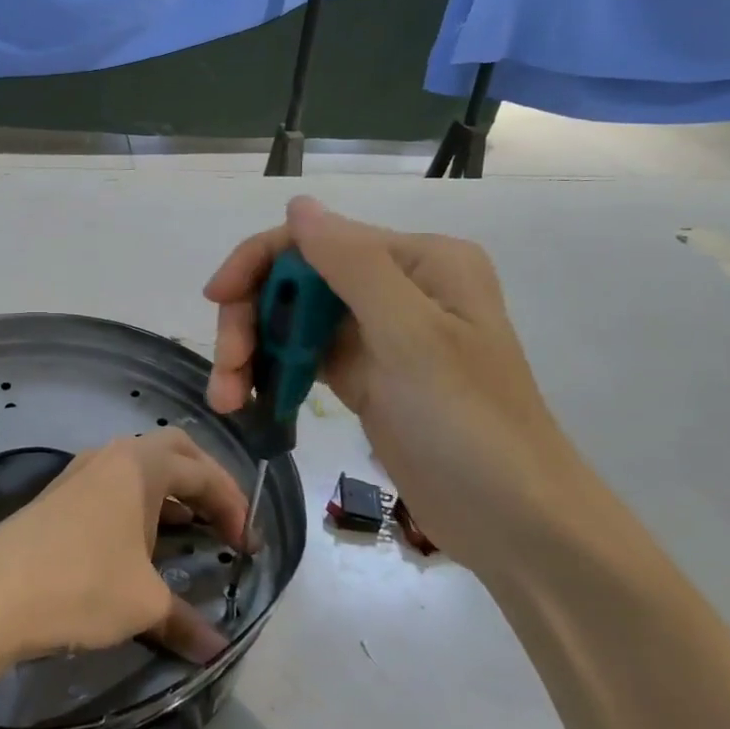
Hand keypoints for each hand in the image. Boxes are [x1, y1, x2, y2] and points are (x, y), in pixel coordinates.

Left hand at [0, 430, 250, 666]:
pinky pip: (115, 485)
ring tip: (190, 529)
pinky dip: (141, 503)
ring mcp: (81, 472)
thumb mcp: (143, 604)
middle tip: (225, 519)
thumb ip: (186, 621)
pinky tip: (142, 540)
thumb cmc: (81, 583)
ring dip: (171, 492)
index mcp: (141, 465)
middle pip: (174, 451)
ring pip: (140, 467)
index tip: (250, 546)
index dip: (235, 506)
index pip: (204, 473)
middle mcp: (113, 456)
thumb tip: (216, 650)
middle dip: (206, 481)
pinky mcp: (60, 495)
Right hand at [205, 196, 614, 580]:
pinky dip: (272, 374)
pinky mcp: (363, 374)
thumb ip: (351, 264)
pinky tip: (251, 402)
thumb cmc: (468, 425)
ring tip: (229, 401)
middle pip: (295, 281)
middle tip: (226, 374)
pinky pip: (302, 357)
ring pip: (291, 321)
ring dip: (253, 353)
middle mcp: (396, 285)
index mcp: (417, 261)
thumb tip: (297, 204)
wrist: (514, 524)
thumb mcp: (410, 337)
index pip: (315, 240)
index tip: (215, 301)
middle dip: (251, 320)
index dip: (257, 263)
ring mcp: (378, 332)